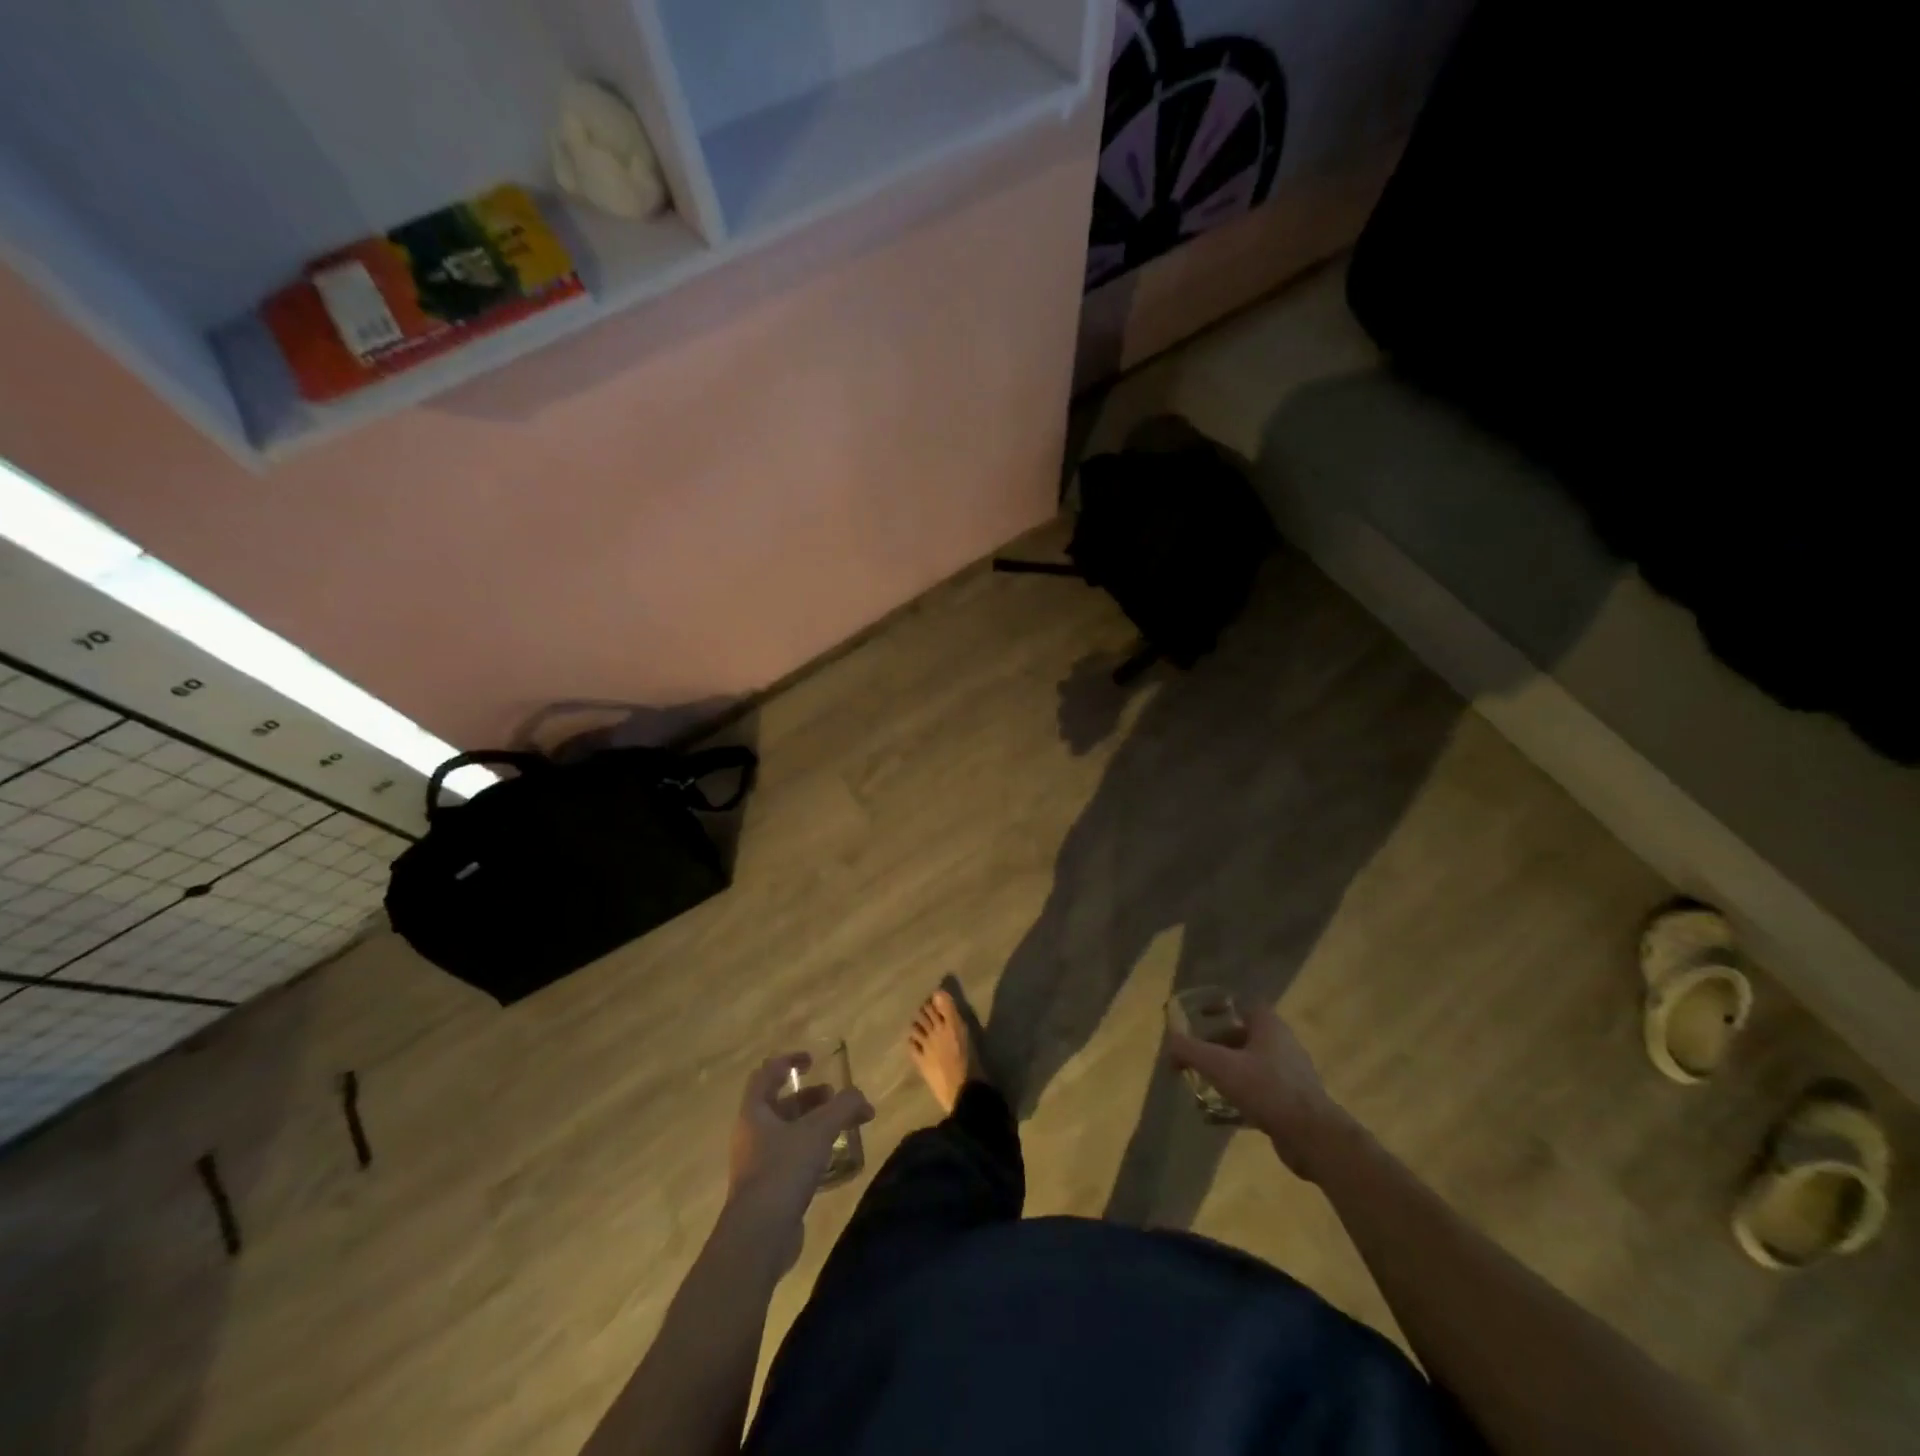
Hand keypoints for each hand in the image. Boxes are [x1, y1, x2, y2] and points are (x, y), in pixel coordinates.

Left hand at [726, 1053, 872, 1236]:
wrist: (758, 1237)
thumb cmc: (783, 1170)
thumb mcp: (819, 1131)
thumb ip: (843, 1107)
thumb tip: (860, 1098)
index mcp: (754, 1112)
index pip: (767, 1074)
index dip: (789, 1061)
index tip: (813, 1061)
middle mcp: (751, 1135)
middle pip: (780, 1105)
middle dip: (809, 1098)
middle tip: (835, 1100)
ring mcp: (757, 1165)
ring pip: (786, 1133)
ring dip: (812, 1125)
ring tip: (841, 1129)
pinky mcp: (767, 1191)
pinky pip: (789, 1160)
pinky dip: (810, 1152)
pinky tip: (832, 1161)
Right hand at [1168, 1004, 1352, 1180]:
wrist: (1313, 1137)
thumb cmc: (1266, 1089)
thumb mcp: (1220, 1066)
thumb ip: (1190, 1050)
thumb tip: (1169, 1040)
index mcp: (1269, 1026)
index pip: (1242, 1006)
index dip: (1219, 1009)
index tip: (1198, 1019)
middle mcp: (1282, 1044)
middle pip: (1242, 1037)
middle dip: (1216, 1046)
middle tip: (1194, 1058)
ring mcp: (1290, 1074)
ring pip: (1250, 1066)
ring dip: (1226, 1074)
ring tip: (1202, 1086)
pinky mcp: (1292, 1102)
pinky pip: (1258, 1092)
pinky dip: (1238, 1098)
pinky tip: (1218, 1115)